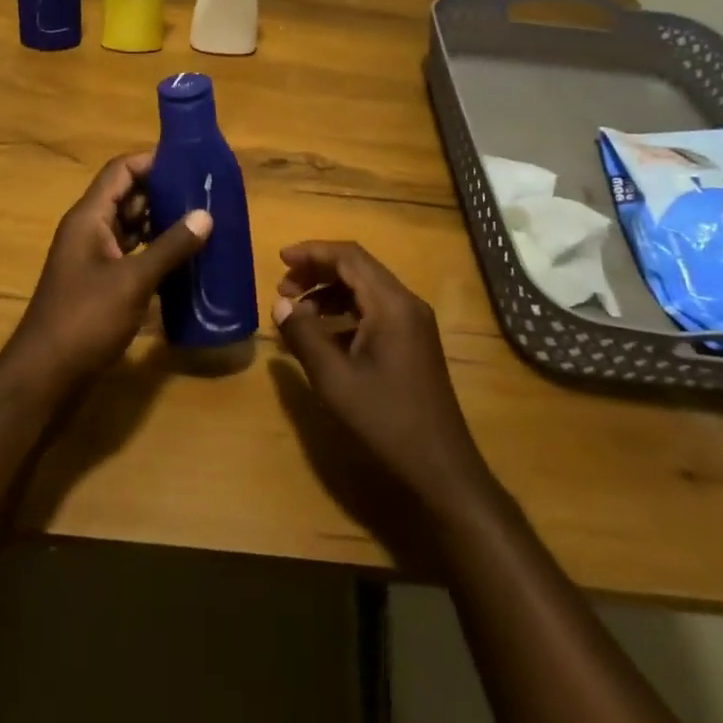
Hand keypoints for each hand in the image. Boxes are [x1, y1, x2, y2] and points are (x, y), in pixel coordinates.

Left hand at [2, 153, 211, 397]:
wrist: (44, 376)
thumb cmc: (85, 319)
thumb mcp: (133, 281)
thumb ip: (170, 247)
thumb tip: (205, 215)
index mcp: (89, 217)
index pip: (120, 170)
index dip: (152, 161)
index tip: (188, 162)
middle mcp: (88, 230)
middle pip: (126, 196)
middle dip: (163, 192)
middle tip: (203, 193)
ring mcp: (92, 257)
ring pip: (129, 226)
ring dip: (160, 223)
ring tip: (200, 222)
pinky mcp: (98, 283)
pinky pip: (129, 253)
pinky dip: (153, 251)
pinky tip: (182, 260)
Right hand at [272, 241, 493, 510]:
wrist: (442, 471)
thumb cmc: (386, 421)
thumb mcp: (335, 379)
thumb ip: (304, 336)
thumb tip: (280, 304)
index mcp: (391, 303)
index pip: (349, 256)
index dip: (312, 252)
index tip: (281, 259)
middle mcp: (406, 303)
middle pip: (357, 268)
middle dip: (317, 272)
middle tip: (284, 288)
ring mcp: (414, 323)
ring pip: (366, 290)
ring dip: (330, 293)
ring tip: (297, 313)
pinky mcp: (414, 343)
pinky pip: (375, 311)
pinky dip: (346, 313)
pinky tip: (324, 337)